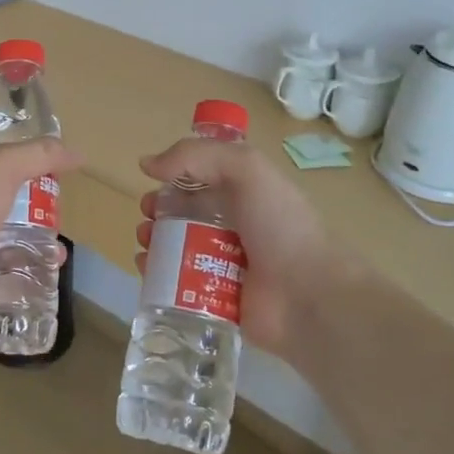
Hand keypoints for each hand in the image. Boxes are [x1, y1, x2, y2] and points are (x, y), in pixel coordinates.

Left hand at [0, 139, 81, 344]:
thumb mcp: (2, 168)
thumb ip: (38, 155)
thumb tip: (76, 154)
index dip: (21, 161)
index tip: (53, 173)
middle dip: (31, 209)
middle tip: (59, 217)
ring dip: (30, 244)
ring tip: (58, 255)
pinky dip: (18, 275)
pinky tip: (42, 278)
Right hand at [135, 138, 361, 360]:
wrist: (309, 296)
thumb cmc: (279, 226)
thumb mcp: (245, 169)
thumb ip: (196, 155)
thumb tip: (147, 164)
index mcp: (244, 192)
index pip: (202, 176)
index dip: (174, 175)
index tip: (154, 181)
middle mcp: (234, 224)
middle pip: (184, 212)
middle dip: (158, 211)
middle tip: (147, 218)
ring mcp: (224, 263)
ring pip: (176, 247)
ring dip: (153, 241)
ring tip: (145, 244)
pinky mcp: (214, 298)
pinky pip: (177, 284)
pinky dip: (157, 275)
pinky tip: (146, 270)